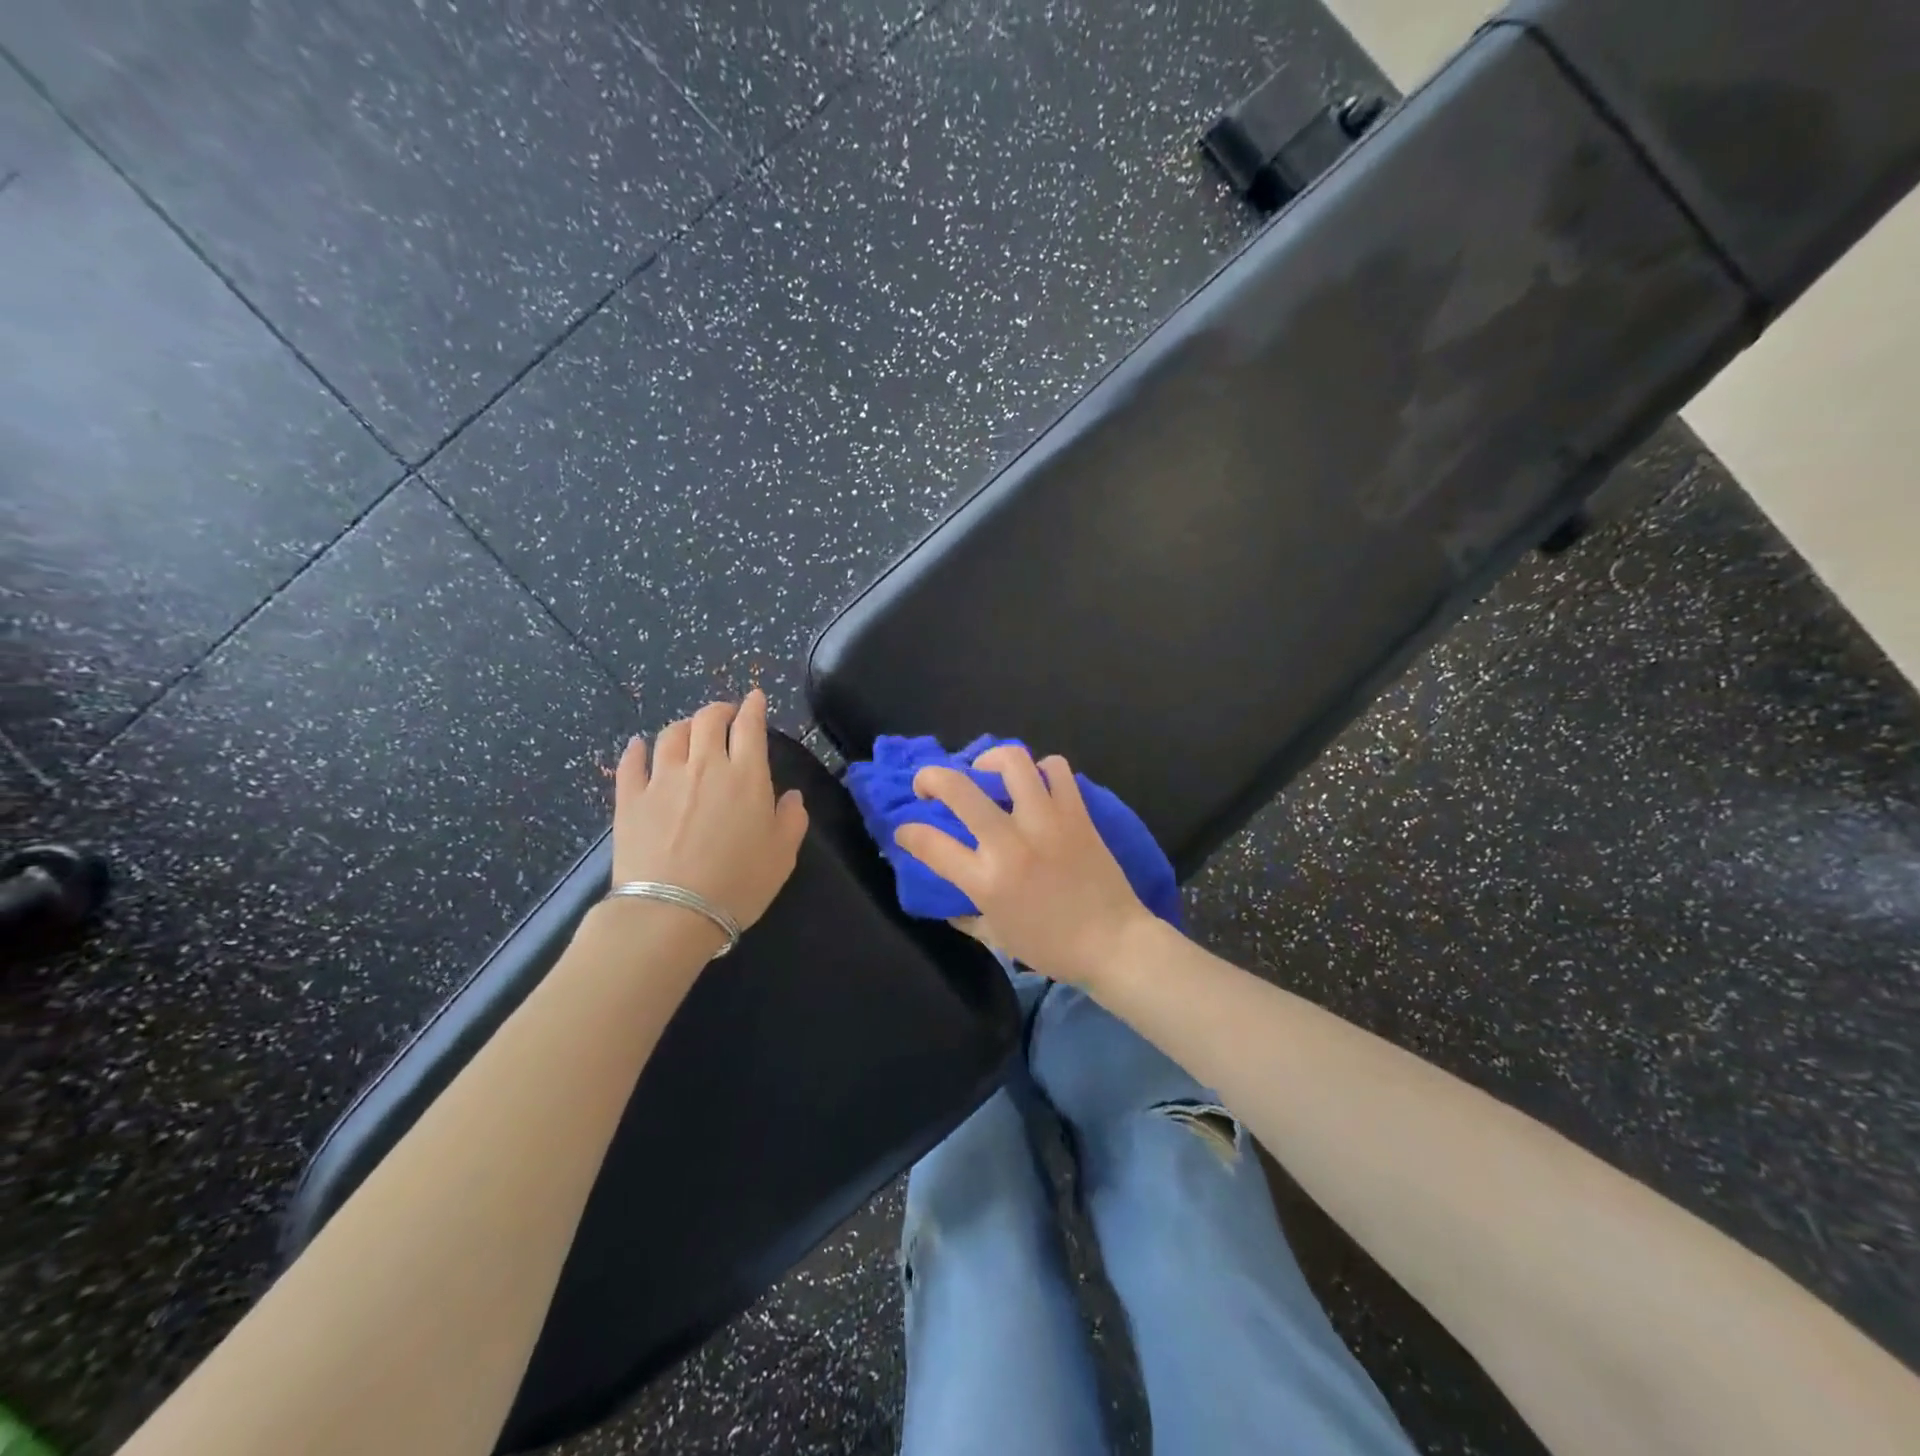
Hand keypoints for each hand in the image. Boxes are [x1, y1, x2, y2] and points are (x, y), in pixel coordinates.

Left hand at [611, 690, 808, 937]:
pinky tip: (638, 746)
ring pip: (671, 735)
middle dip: (719, 710)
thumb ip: (792, 819)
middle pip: (708, 720)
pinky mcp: (630, 799)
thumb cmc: (738, 884)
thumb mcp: (783, 855)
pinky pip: (631, 763)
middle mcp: (704, 766)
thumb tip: (790, 796)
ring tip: (689, 731)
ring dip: (684, 726)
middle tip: (725, 714)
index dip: (753, 707)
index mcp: (746, 775)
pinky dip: (637, 750)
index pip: (750, 726)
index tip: (755, 698)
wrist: (672, 912)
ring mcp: (662, 779)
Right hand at [893, 744, 1154, 986]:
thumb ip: (965, 914)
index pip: (929, 843)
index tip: (905, 830)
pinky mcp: (1077, 813)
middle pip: (959, 788)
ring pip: (1012, 762)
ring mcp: (1046, 823)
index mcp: (986, 881)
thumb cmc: (1052, 947)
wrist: (1114, 943)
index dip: (907, 831)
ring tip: (986, 771)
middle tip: (929, 784)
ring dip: (989, 760)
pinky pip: (1056, 769)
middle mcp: (1011, 843)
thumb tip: (947, 899)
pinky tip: (1035, 784)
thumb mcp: (996, 937)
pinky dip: (1041, 769)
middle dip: (931, 777)